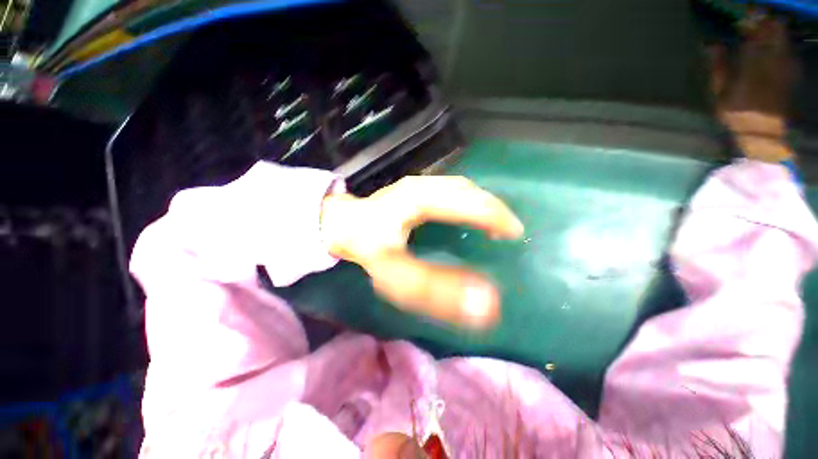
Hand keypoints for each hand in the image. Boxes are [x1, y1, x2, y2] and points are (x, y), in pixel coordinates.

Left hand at [320, 176, 523, 328]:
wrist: (340, 225)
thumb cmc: (364, 247)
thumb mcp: (395, 274)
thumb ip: (434, 289)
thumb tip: (484, 304)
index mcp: (416, 200)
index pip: (466, 201)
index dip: (494, 216)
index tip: (514, 235)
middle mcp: (420, 186)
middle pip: (466, 190)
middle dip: (492, 208)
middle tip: (509, 231)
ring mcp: (417, 184)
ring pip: (460, 188)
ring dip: (481, 203)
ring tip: (495, 224)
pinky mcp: (415, 189)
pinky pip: (450, 191)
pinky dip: (467, 201)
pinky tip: (470, 215)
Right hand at [707, 14, 797, 161]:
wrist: (764, 133)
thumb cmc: (737, 115)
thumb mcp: (720, 96)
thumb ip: (718, 69)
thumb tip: (711, 45)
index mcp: (750, 67)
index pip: (752, 35)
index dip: (750, 22)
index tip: (743, 16)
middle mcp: (769, 62)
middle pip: (771, 34)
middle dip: (764, 23)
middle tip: (756, 17)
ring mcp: (782, 67)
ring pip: (782, 40)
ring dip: (774, 30)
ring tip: (766, 25)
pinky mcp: (790, 73)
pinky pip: (788, 51)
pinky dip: (782, 43)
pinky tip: (778, 43)